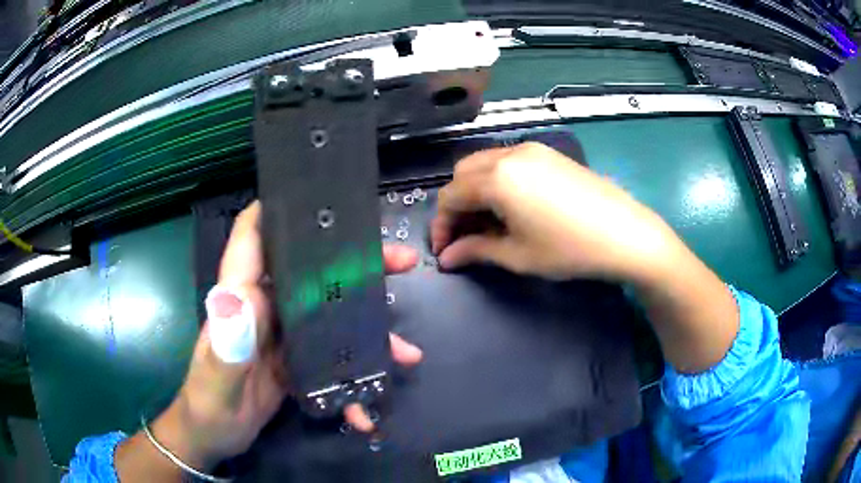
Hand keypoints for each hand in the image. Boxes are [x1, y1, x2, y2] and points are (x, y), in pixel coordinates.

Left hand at [125, 201, 421, 474]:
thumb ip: (227, 341)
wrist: (214, 436)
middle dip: (356, 265)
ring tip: (406, 350)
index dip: (278, 209)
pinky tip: (371, 401)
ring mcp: (283, 336)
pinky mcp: (295, 362)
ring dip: (370, 327)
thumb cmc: (206, 402)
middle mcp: (265, 306)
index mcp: (242, 296)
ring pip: (330, 313)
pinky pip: (331, 357)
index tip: (319, 195)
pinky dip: (355, 376)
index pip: (254, 237)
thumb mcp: (216, 377)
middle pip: (311, 271)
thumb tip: (244, 298)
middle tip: (400, 262)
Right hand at [431, 142, 682, 282]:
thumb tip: (447, 258)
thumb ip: (476, 251)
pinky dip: (497, 181)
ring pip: (485, 164)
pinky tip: (513, 206)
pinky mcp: (549, 153)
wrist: (625, 233)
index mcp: (496, 178)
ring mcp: (532, 150)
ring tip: (488, 223)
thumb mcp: (518, 255)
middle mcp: (509, 154)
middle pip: (463, 174)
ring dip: (476, 191)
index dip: (441, 225)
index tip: (444, 251)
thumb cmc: (569, 249)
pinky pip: (509, 161)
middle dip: (456, 204)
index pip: (450, 196)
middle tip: (465, 236)